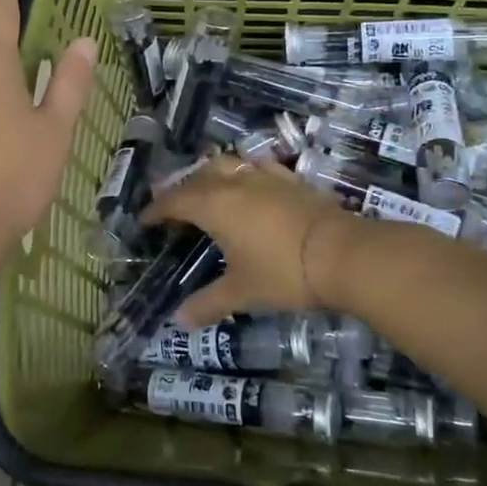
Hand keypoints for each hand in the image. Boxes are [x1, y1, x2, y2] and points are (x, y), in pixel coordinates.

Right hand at [141, 160, 358, 327]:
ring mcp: (265, 177)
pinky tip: (252, 187)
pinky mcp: (291, 180)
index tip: (144, 220)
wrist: (342, 253)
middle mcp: (234, 184)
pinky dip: (245, 175)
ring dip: (210, 175)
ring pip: (228, 165)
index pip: (174, 201)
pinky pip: (258, 169)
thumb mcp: (242, 292)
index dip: (156, 210)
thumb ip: (209, 303)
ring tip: (207, 190)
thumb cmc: (282, 272)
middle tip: (172, 205)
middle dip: (180, 188)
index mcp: (214, 206)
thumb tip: (179, 320)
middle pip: (198, 176)